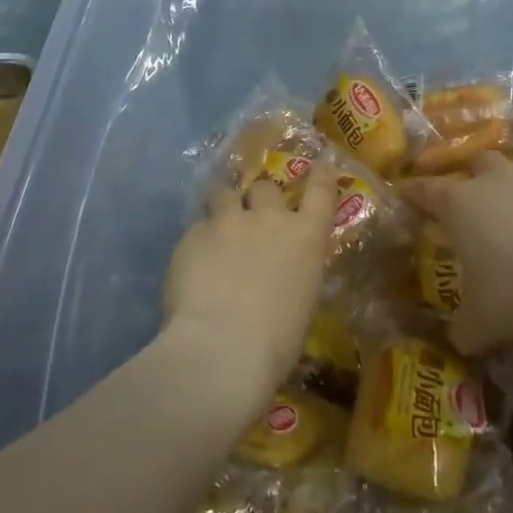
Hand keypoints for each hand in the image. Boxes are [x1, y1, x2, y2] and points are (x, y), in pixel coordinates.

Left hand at [162, 165, 337, 410]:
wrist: (222, 348)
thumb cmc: (276, 342)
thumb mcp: (300, 303)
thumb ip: (293, 275)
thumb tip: (279, 277)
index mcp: (306, 237)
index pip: (320, 191)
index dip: (320, 175)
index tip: (320, 164)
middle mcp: (269, 219)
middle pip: (265, 187)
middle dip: (259, 199)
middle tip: (251, 217)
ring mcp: (228, 222)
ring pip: (224, 194)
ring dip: (223, 206)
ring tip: (217, 227)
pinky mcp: (192, 234)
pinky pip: (197, 227)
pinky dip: (198, 240)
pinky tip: (192, 264)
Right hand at [402, 154, 512, 354]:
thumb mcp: (483, 323)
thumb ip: (464, 329)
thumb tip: (459, 341)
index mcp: (461, 204)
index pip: (425, 191)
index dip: (412, 192)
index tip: (404, 192)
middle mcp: (498, 179)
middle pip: (478, 166)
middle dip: (475, 181)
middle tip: (478, 205)